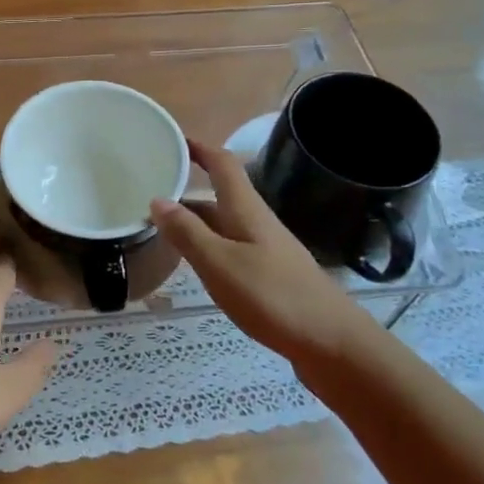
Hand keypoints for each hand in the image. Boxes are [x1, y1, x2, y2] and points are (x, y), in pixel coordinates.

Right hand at [150, 140, 379, 374]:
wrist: (332, 343)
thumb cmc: (273, 297)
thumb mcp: (220, 264)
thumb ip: (188, 233)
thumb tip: (158, 199)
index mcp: (247, 211)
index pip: (222, 165)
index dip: (199, 148)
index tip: (172, 140)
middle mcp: (257, 223)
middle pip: (221, 195)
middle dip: (189, 189)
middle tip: (151, 191)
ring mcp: (266, 250)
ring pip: (224, 224)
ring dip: (195, 220)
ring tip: (161, 227)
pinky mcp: (270, 276)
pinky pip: (231, 249)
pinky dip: (208, 247)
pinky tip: (195, 264)